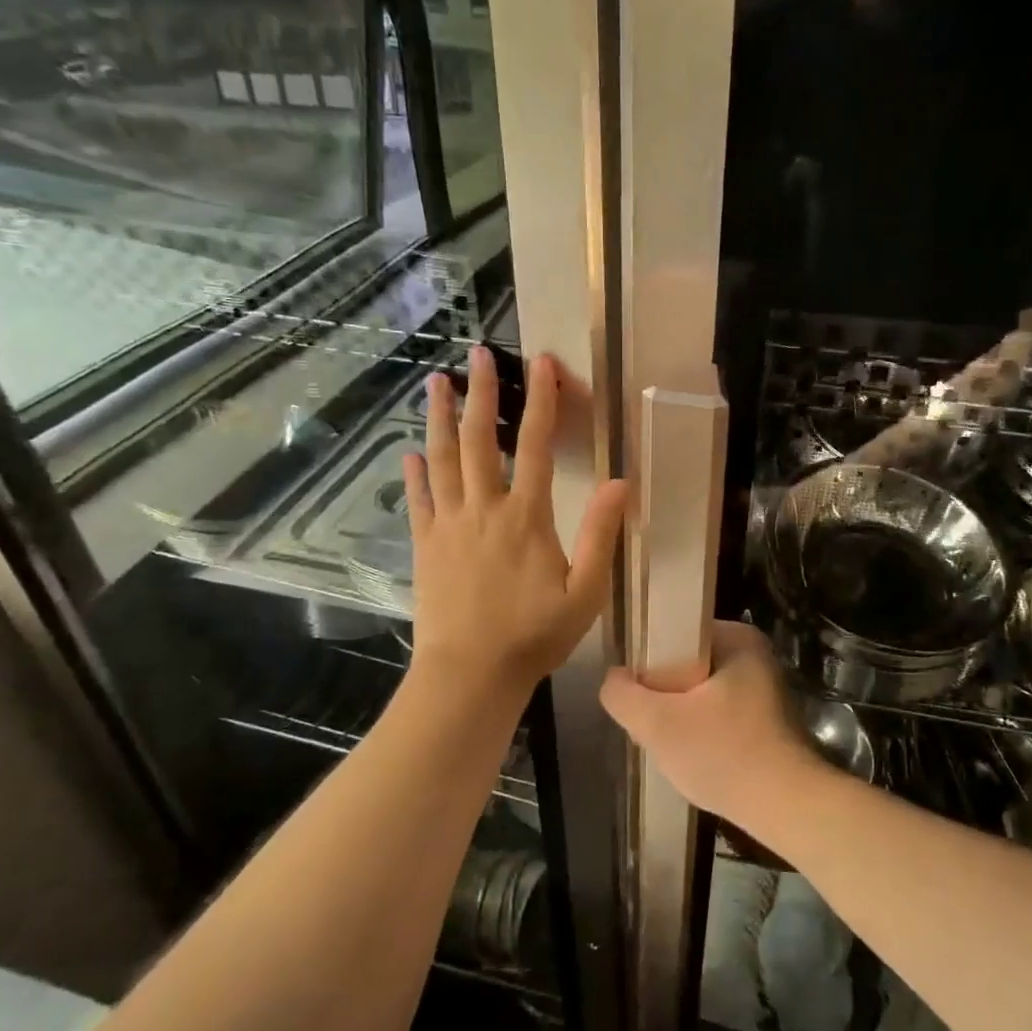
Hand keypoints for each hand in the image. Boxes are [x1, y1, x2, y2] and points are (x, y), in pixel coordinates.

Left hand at [404, 347, 626, 698]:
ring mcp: (448, 525)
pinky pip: (419, 499)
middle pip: (479, 439)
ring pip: (442, 459)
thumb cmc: (534, 636)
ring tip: (436, 381)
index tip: (541, 364)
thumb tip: (620, 482)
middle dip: (480, 393)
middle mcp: (484, 509)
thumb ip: (600, 536)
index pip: (533, 445)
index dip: (540, 401)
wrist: (470, 675)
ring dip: (439, 417)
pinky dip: (416, 472)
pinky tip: (412, 451)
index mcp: (526, 517)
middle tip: (478, 355)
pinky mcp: (425, 545)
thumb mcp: (585, 593)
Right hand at [600, 621, 823, 836]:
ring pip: (700, 692)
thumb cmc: (724, 754)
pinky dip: (702, 731)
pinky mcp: (767, 719)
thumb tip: (614, 679)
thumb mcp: (658, 724)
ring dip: (680, 716)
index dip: (646, 661)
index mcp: (737, 637)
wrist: (788, 809)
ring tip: (668, 743)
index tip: (635, 693)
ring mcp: (764, 688)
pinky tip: (694, 756)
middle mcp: (754, 654)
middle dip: (663, 693)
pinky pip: (719, 713)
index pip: (674, 633)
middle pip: (685, 664)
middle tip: (649, 723)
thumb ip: (623, 695)